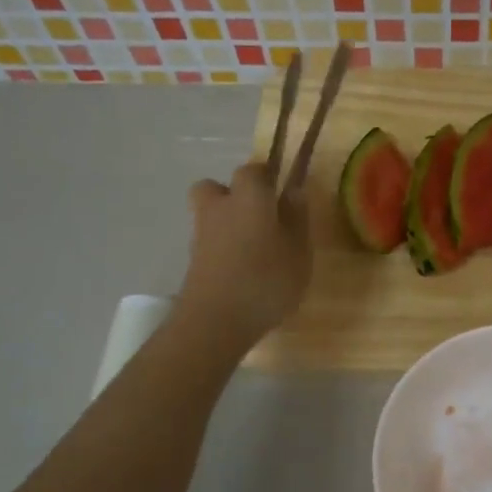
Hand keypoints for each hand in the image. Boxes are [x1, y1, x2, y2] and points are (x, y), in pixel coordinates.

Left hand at [177, 163, 311, 347]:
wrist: (214, 321)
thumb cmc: (266, 280)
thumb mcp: (298, 251)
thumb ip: (296, 218)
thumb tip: (294, 189)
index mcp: (249, 197)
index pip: (254, 170)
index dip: (267, 177)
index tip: (282, 192)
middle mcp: (220, 207)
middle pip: (217, 187)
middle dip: (235, 195)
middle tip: (260, 217)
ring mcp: (201, 235)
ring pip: (210, 214)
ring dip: (227, 223)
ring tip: (254, 249)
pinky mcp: (192, 261)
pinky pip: (209, 242)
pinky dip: (222, 249)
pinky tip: (241, 271)